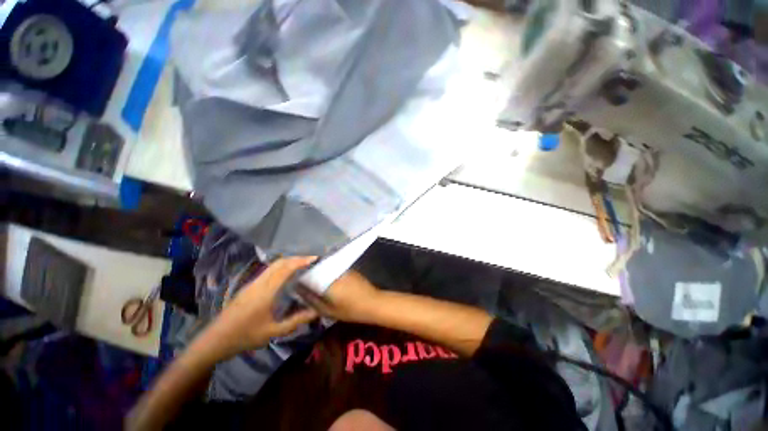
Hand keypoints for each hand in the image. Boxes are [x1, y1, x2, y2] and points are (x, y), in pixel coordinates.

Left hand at [203, 256, 318, 359]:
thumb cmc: (245, 336)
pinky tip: (286, 275)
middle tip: (311, 260)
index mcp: (266, 291)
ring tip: (302, 264)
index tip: (315, 258)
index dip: (301, 261)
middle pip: (279, 262)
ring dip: (288, 261)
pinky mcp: (249, 287)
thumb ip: (296, 321)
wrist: (214, 340)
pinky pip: (268, 271)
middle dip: (296, 258)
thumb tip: (316, 312)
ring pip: (273, 265)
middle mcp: (259, 283)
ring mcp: (252, 283)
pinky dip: (281, 267)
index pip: (286, 269)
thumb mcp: (273, 332)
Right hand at [297, 270, 380, 323]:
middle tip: (301, 282)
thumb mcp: (328, 311)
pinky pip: (333, 269)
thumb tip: (300, 292)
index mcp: (326, 280)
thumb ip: (312, 301)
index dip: (299, 277)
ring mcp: (342, 268)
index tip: (293, 282)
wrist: (373, 302)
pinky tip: (326, 280)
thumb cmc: (350, 310)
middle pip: (316, 269)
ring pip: (325, 268)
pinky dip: (328, 273)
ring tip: (312, 281)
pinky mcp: (348, 269)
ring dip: (318, 273)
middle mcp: (333, 270)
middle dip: (308, 274)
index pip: (307, 274)